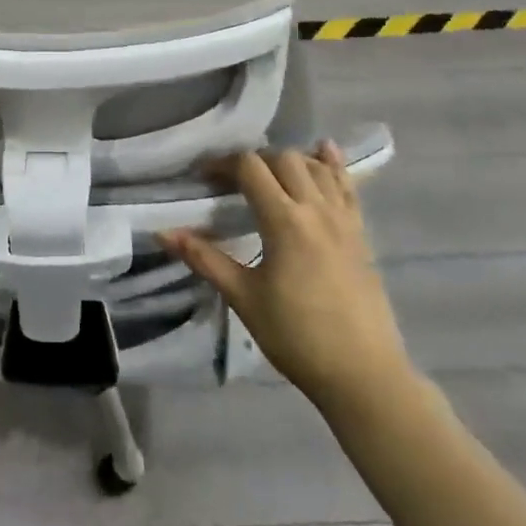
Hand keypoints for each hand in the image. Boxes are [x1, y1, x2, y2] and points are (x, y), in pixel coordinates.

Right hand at [160, 144, 416, 429]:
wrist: (363, 374)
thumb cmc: (297, 337)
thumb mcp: (243, 297)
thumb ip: (204, 259)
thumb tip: (162, 233)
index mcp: (285, 221)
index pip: (251, 168)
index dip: (223, 164)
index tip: (204, 178)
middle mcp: (316, 209)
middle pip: (284, 158)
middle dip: (254, 161)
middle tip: (233, 181)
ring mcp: (344, 219)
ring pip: (316, 167)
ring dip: (289, 160)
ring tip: (269, 175)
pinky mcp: (361, 234)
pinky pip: (348, 186)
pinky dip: (333, 165)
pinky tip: (325, 151)